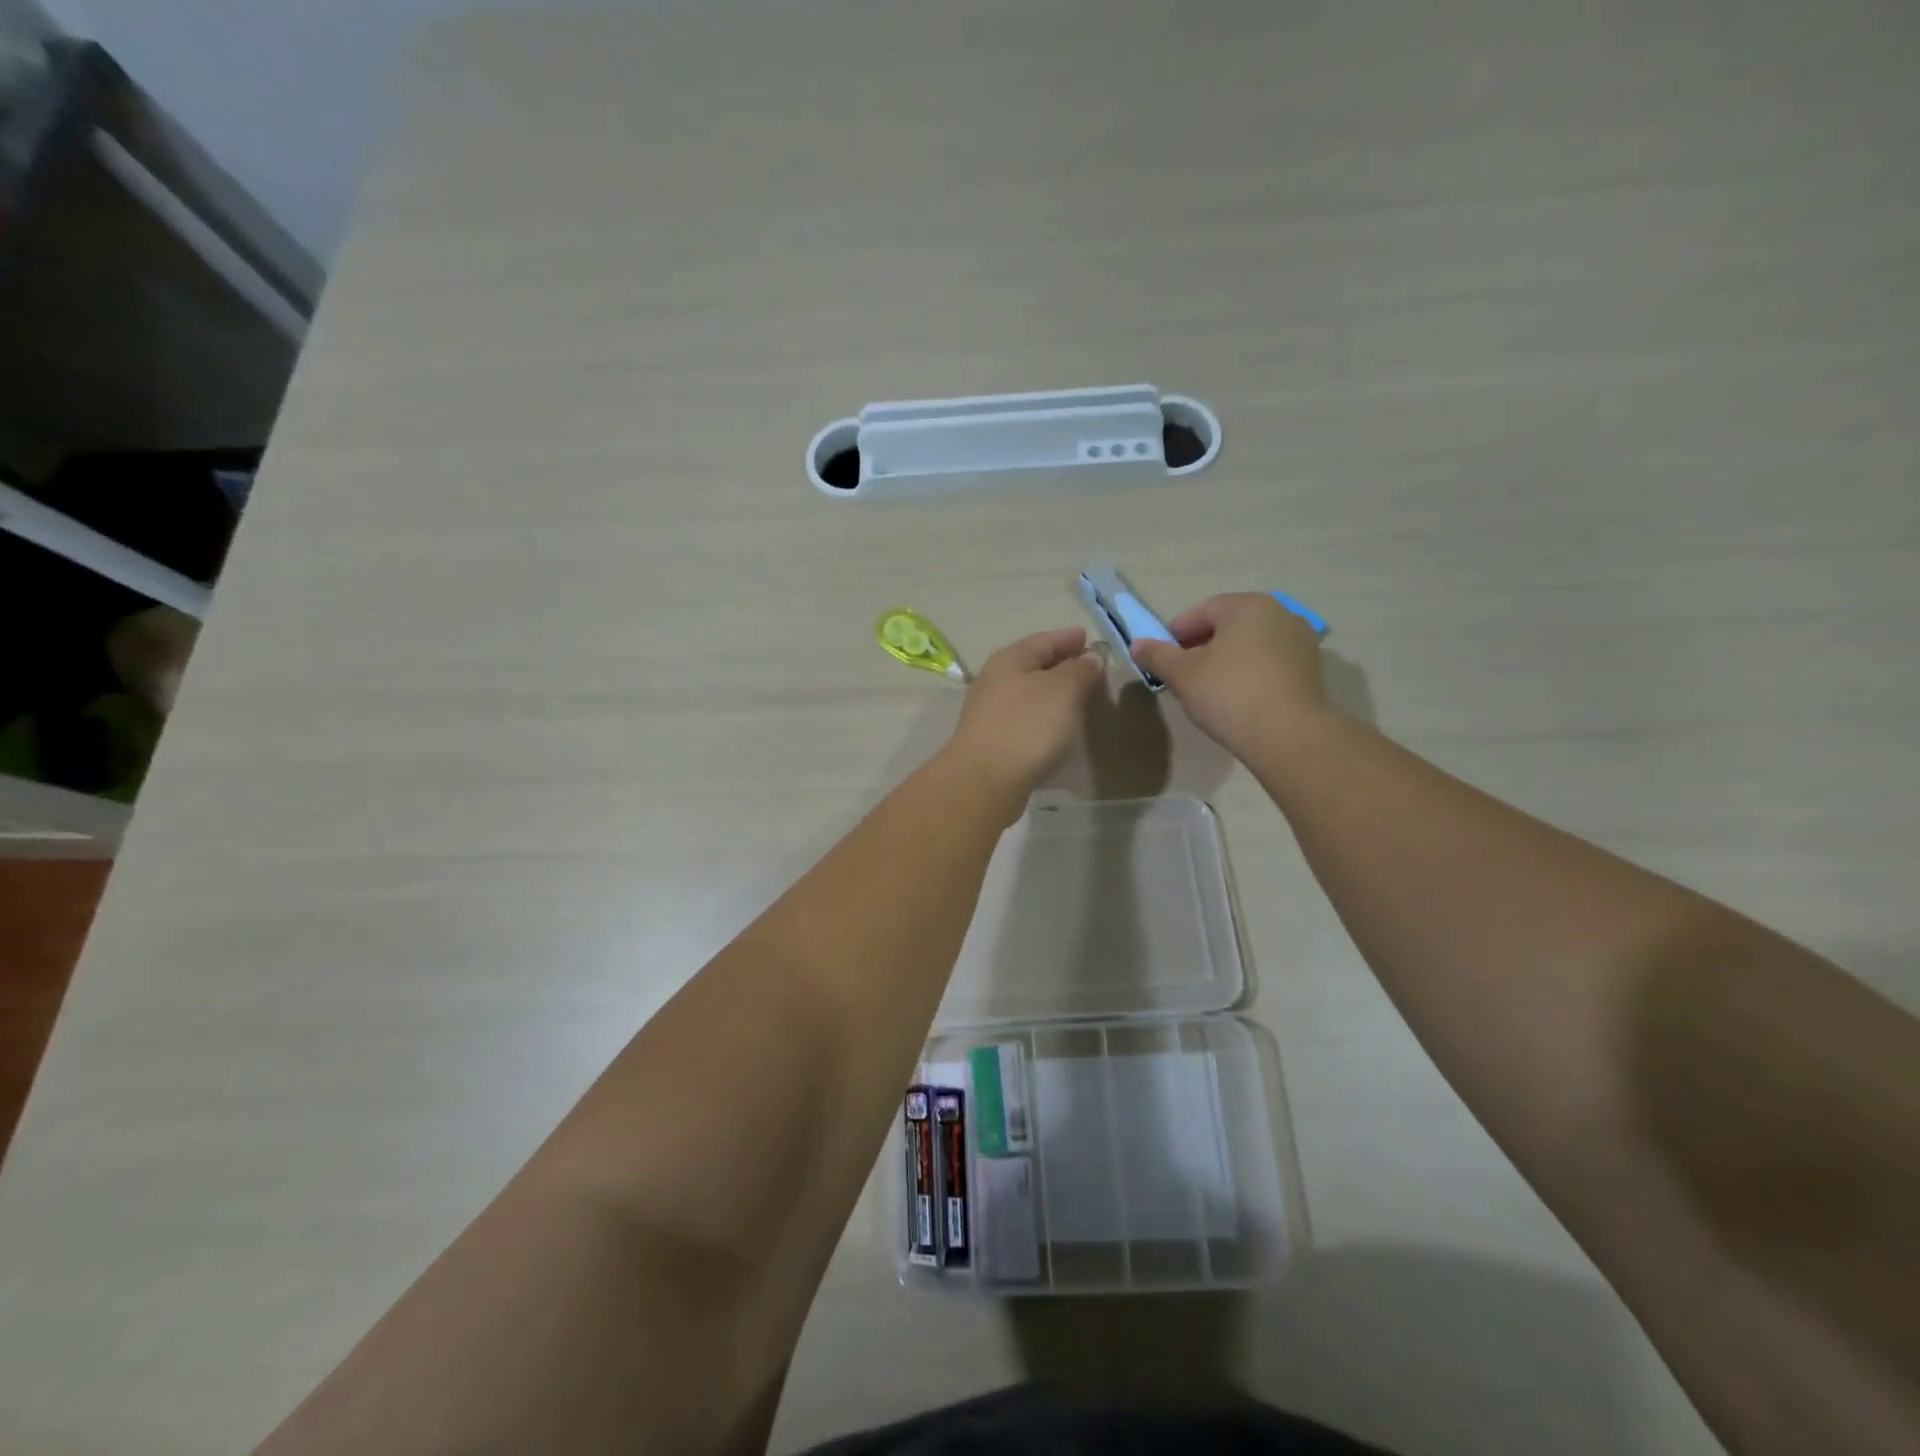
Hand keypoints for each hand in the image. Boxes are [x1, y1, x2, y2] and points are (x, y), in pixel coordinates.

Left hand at [941, 627, 1104, 817]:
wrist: (984, 781)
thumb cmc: (1027, 726)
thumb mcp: (1063, 690)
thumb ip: (1080, 670)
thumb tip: (1090, 658)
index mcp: (1010, 660)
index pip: (1044, 640)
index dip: (1068, 638)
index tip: (1088, 638)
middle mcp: (995, 680)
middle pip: (1032, 665)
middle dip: (1060, 663)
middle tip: (1088, 666)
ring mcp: (990, 712)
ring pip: (1027, 692)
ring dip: (1051, 691)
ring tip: (1077, 696)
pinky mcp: (992, 740)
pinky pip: (1024, 718)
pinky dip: (1043, 715)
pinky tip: (1057, 726)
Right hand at [1130, 593, 1328, 751]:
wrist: (1288, 734)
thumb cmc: (1229, 694)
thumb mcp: (1182, 675)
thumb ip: (1158, 656)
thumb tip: (1137, 645)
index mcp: (1247, 606)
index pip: (1202, 611)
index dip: (1177, 633)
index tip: (1163, 658)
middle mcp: (1279, 613)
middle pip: (1229, 625)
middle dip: (1202, 646)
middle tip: (1183, 674)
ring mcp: (1300, 641)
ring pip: (1251, 644)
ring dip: (1227, 660)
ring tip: (1209, 689)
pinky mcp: (1311, 669)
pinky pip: (1270, 662)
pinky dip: (1250, 673)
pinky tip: (1238, 698)